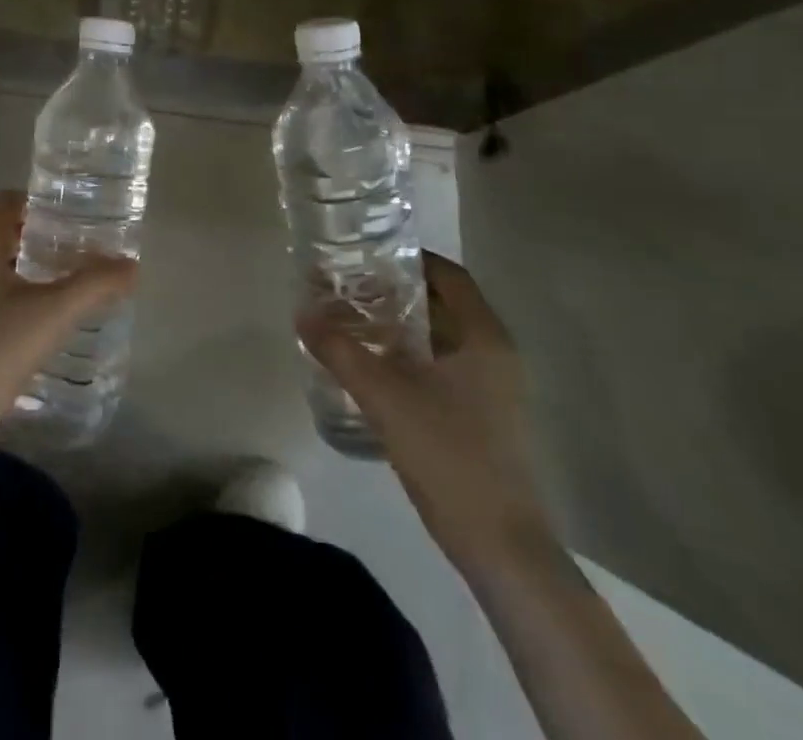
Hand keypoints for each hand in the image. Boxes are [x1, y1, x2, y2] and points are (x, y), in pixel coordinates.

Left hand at [0, 191, 137, 437]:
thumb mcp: (55, 313)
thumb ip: (95, 284)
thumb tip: (132, 266)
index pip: (6, 200)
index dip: (40, 202)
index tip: (73, 217)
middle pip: (2, 227)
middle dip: (40, 232)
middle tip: (78, 245)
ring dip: (29, 259)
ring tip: (67, 275)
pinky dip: (16, 284)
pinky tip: (42, 310)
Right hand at [299, 253, 552, 575]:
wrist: (500, 547)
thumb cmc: (451, 456)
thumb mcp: (386, 397)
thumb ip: (341, 351)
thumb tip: (302, 314)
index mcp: (484, 337)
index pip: (448, 274)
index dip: (409, 258)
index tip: (366, 254)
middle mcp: (493, 354)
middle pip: (442, 304)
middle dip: (395, 291)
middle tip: (348, 285)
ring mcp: (491, 388)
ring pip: (440, 338)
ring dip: (399, 325)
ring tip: (351, 319)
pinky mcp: (481, 416)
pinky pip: (441, 367)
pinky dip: (408, 356)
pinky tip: (371, 365)